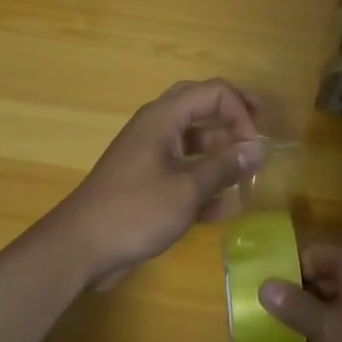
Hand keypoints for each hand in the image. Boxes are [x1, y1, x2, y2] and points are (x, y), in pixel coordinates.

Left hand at [49, 80, 264, 287]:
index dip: (240, 111)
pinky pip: (184, 172)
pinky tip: (225, 207)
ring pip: (195, 143)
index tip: (255, 143)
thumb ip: (225, 167)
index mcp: (163, 118)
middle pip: (201, 108)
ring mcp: (151, 156)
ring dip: (221, 155)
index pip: (213, 92)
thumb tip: (259, 148)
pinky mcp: (149, 184)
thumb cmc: (135, 211)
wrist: (81, 248)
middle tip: (259, 130)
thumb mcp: (187, 190)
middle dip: (232, 118)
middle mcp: (157, 129)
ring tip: (248, 175)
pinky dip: (205, 183)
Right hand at [260, 244, 341, 341]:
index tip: (261, 298)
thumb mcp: (329, 329)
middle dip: (296, 296)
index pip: (308, 255)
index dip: (285, 274)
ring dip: (313, 316)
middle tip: (266, 320)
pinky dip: (332, 330)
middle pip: (320, 276)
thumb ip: (294, 306)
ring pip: (334, 300)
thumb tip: (264, 285)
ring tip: (284, 337)